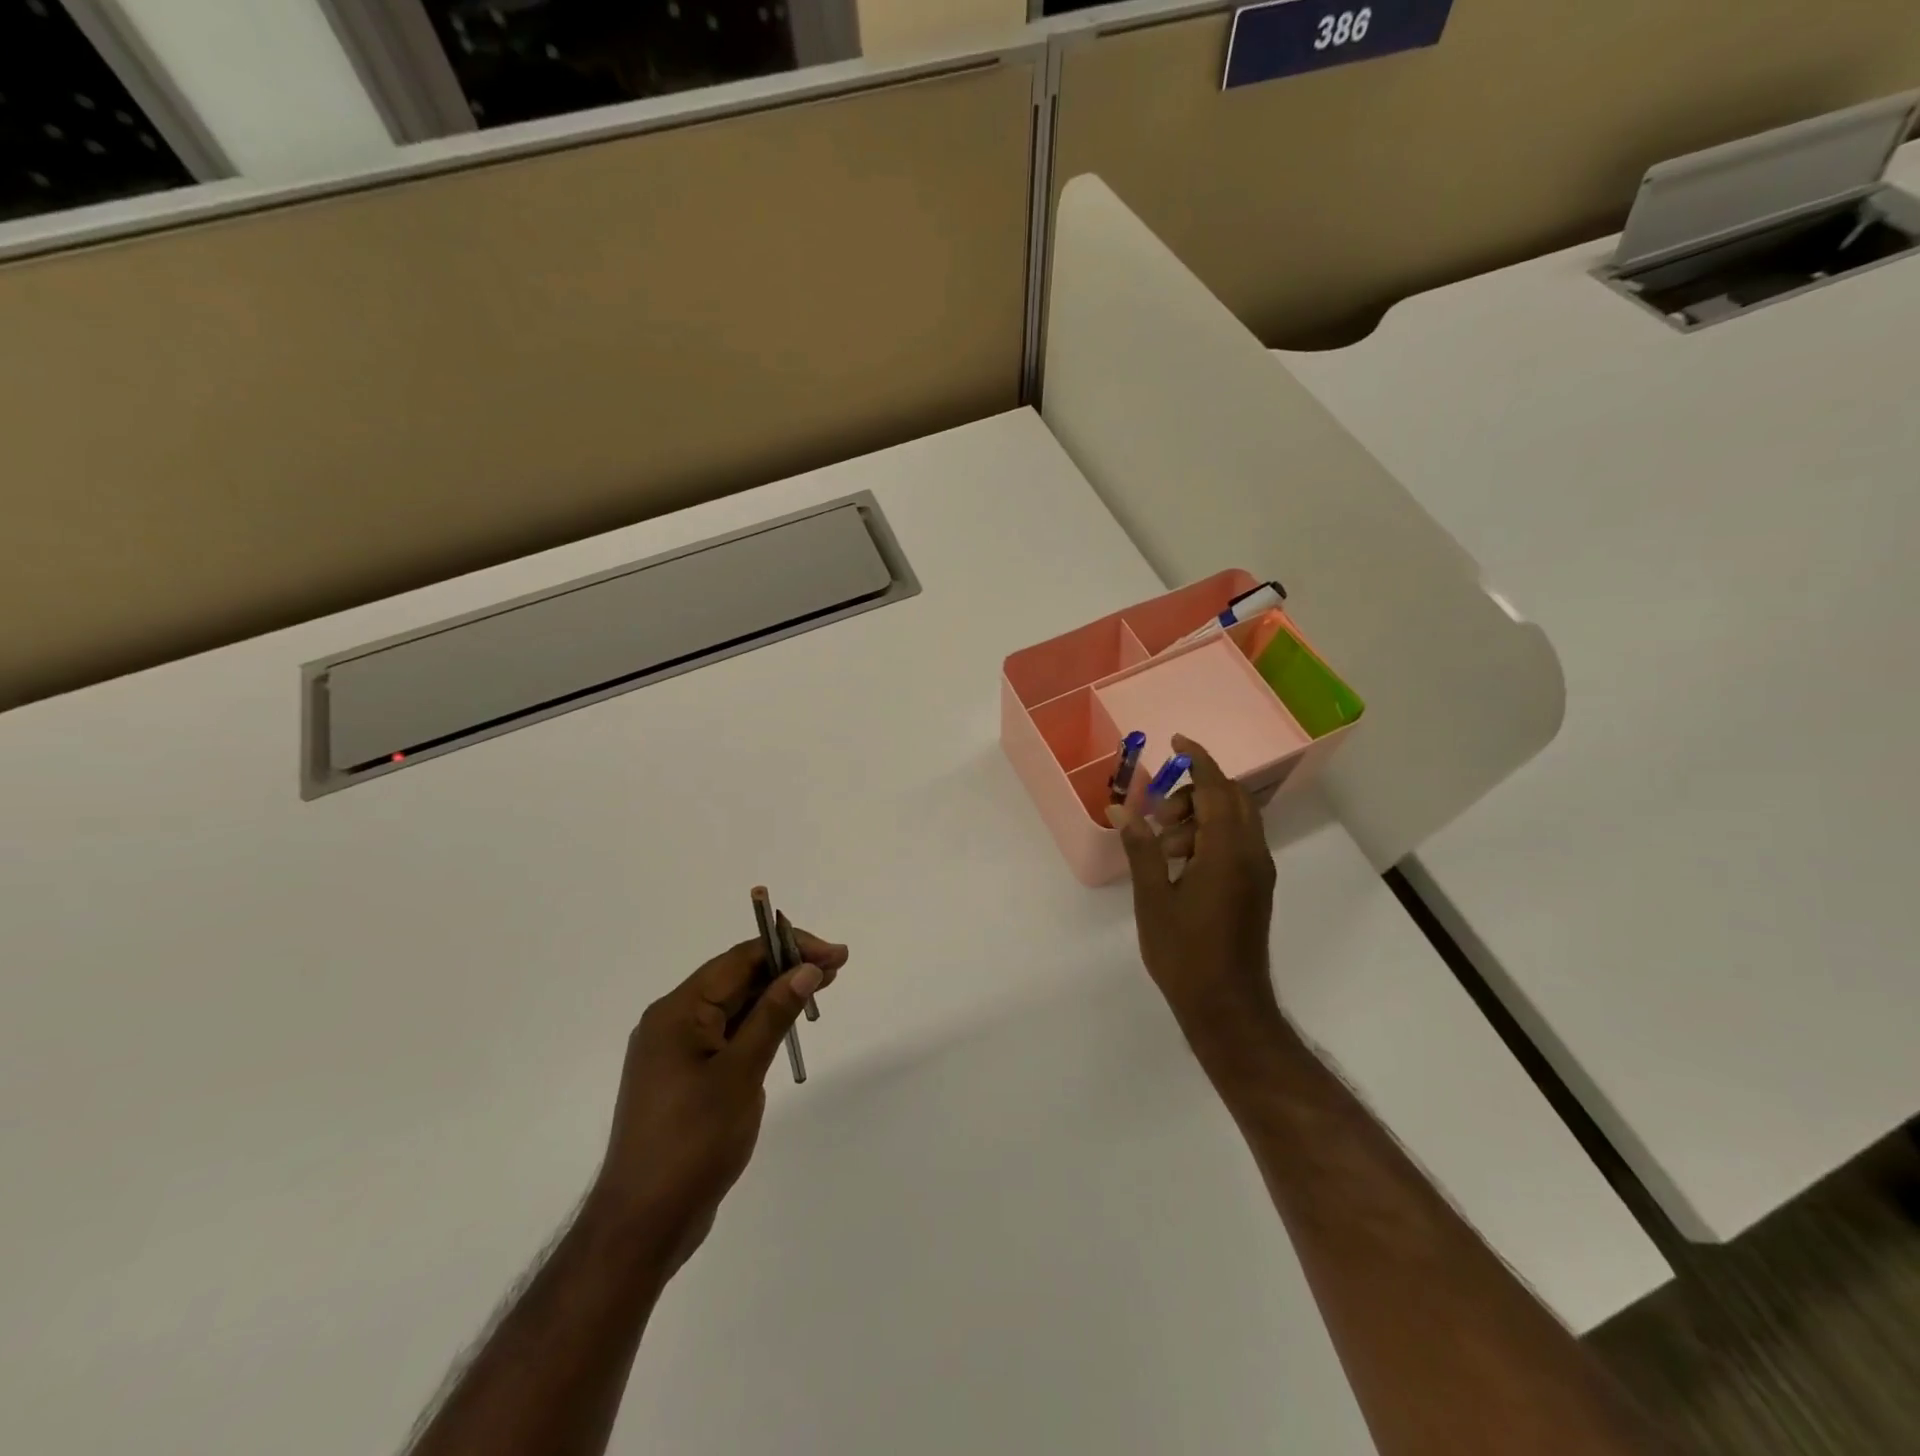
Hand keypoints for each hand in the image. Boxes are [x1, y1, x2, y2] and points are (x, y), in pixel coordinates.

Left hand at [587, 926, 848, 1277]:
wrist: (644, 1225)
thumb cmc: (693, 1142)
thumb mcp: (741, 1073)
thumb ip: (774, 1015)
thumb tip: (807, 969)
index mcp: (678, 1012)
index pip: (739, 960)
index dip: (789, 949)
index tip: (833, 954)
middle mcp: (673, 1022)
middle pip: (737, 979)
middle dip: (787, 969)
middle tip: (837, 967)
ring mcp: (678, 1052)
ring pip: (734, 1007)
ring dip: (776, 995)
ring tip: (822, 988)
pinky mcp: (687, 1078)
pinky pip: (728, 1035)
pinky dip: (760, 1024)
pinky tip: (787, 1024)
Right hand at [1108, 735, 1282, 1077]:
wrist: (1228, 1007)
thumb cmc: (1185, 954)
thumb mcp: (1153, 898)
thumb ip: (1141, 848)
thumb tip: (1122, 808)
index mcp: (1227, 852)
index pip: (1216, 788)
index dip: (1198, 758)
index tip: (1175, 740)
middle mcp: (1252, 854)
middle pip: (1231, 798)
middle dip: (1193, 791)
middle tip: (1157, 812)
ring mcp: (1259, 872)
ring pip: (1235, 820)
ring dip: (1200, 816)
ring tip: (1162, 846)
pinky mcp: (1257, 887)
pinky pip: (1238, 842)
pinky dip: (1210, 835)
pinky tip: (1180, 862)